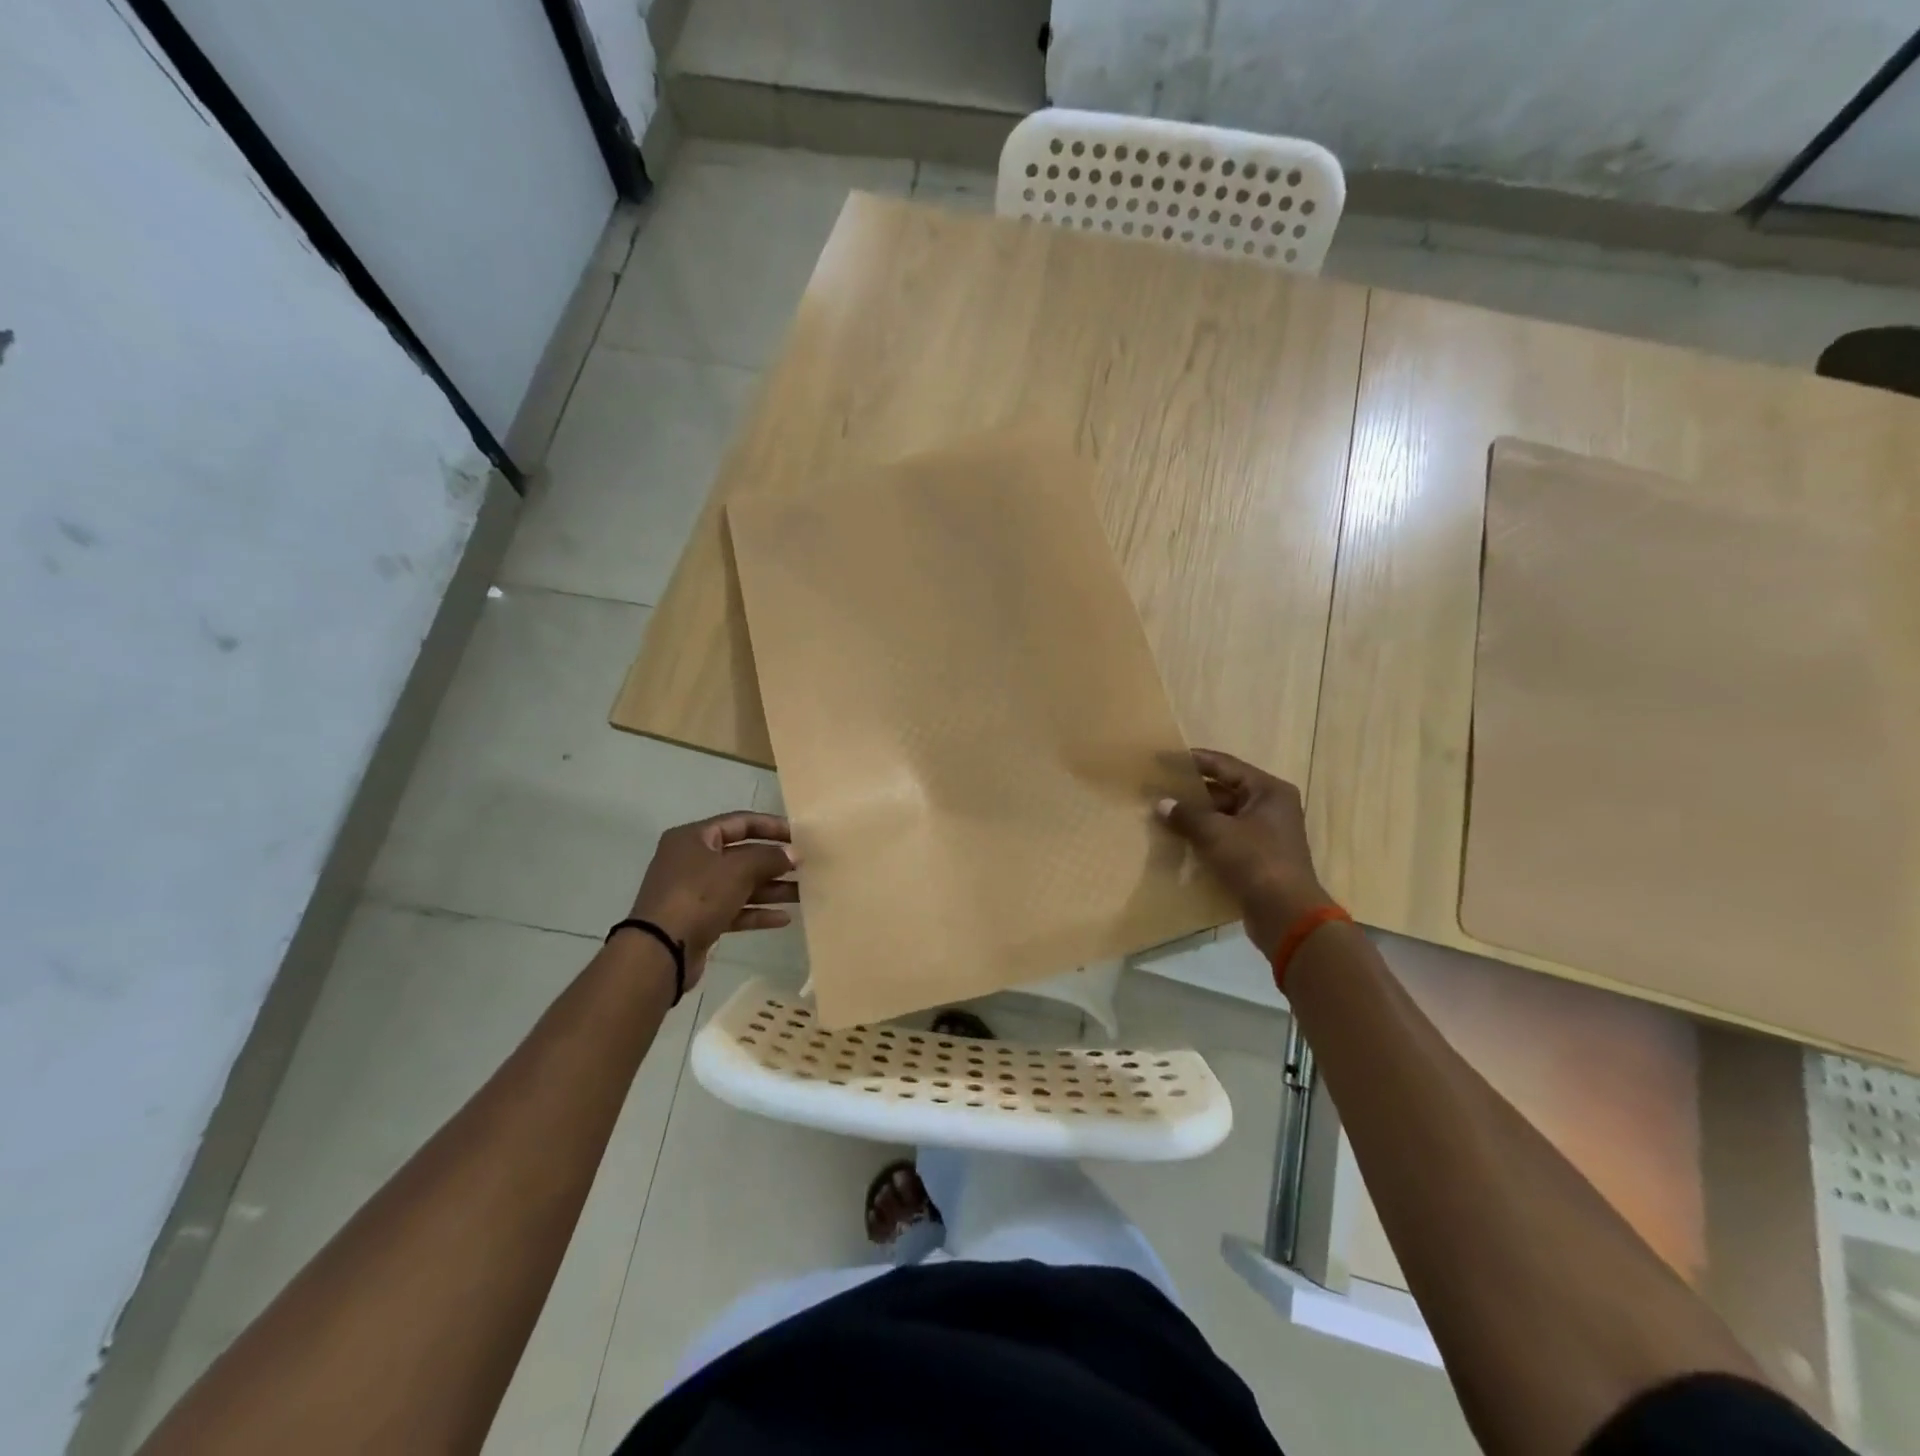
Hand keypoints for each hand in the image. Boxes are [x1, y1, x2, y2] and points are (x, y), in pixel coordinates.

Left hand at [627, 811, 797, 987]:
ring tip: (803, 893)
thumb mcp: (738, 869)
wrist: (660, 951)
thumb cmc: (698, 896)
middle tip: (805, 866)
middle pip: (741, 855)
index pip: (739, 822)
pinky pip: (734, 910)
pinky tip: (783, 918)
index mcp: (693, 838)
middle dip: (774, 861)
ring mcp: (694, 892)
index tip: (799, 835)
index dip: (771, 826)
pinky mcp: (699, 920)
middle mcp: (692, 860)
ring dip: (771, 888)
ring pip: (740, 884)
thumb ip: (770, 857)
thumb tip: (794, 854)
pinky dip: (757, 912)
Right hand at [1156, 749, 1334, 959]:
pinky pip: (1227, 838)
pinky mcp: (1259, 858)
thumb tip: (1162, 804)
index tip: (1164, 758)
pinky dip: (1206, 837)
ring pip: (1224, 816)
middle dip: (1192, 792)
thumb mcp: (1216, 833)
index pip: (1225, 765)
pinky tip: (1181, 841)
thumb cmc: (1254, 861)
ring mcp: (1267, 834)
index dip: (1193, 760)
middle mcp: (1271, 807)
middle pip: (1225, 790)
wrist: (1286, 914)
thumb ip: (1187, 815)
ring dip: (1197, 817)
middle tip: (1159, 789)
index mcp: (1268, 791)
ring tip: (1164, 814)